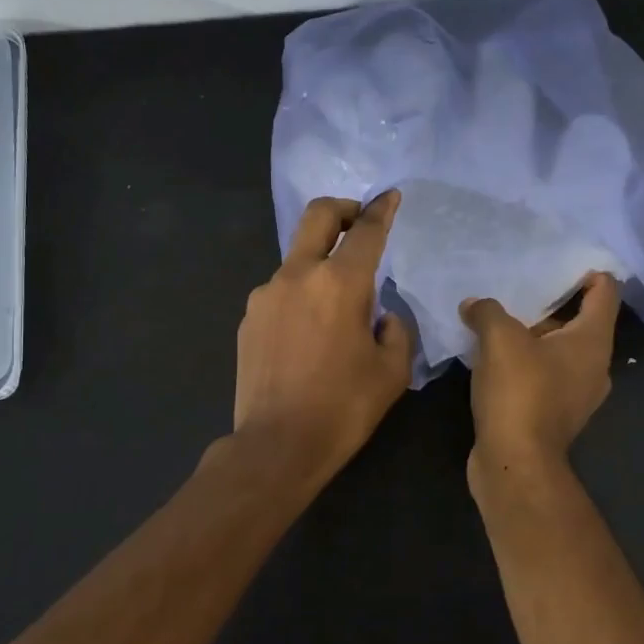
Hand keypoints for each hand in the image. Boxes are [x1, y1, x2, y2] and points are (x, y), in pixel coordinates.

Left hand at [234, 192, 413, 488]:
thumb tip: (381, 316)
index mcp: (340, 284)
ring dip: (320, 262)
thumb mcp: (393, 372)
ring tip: (336, 305)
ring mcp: (266, 295)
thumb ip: (395, 330)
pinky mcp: (248, 318)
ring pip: (297, 258)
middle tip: (359, 221)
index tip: (390, 197)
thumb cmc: (344, 408)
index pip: (366, 231)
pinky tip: (308, 334)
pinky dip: (300, 295)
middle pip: (318, 216)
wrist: (277, 446)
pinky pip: (280, 291)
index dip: (382, 209)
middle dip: (343, 209)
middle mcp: (298, 276)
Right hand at [460, 272, 621, 477]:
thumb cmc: (520, 392)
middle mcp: (594, 366)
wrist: (515, 463)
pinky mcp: (554, 414)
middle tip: (518, 284)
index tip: (556, 259)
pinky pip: (544, 375)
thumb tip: (473, 305)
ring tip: (500, 317)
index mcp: (593, 341)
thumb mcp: (500, 339)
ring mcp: (577, 394)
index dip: (586, 270)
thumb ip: (488, 311)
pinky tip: (494, 356)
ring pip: (559, 350)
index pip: (605, 291)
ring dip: (534, 334)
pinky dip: (525, 361)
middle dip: (550, 301)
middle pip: (580, 320)